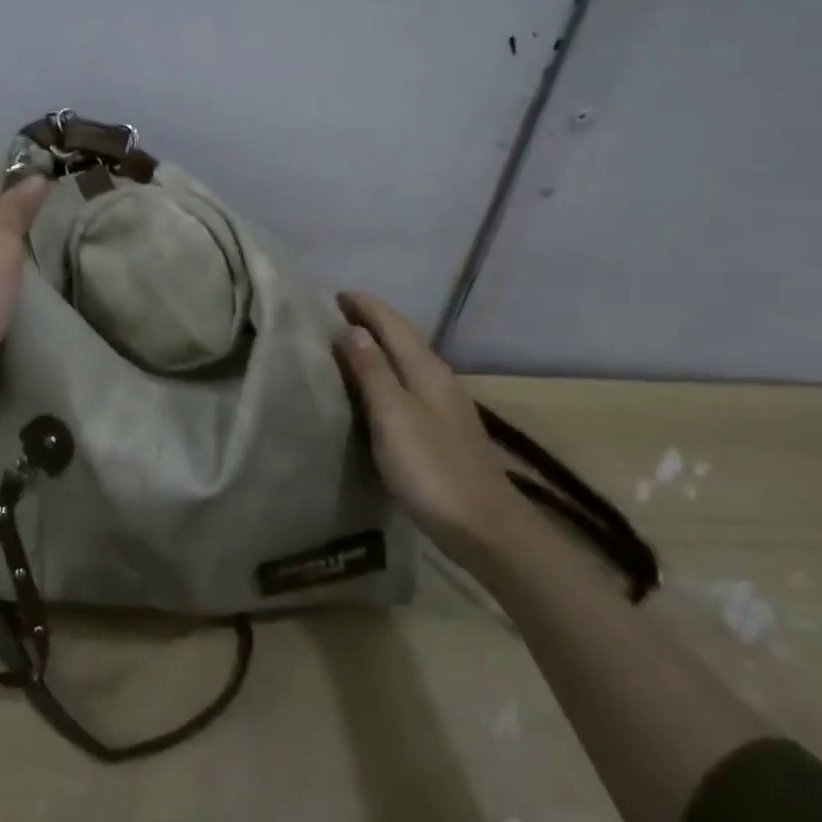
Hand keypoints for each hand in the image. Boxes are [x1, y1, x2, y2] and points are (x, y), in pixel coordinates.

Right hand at [333, 289, 524, 557]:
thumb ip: (372, 371)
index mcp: (426, 370)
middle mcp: (439, 380)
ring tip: (348, 345)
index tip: (336, 293)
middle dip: (372, 321)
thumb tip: (352, 328)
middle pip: (403, 339)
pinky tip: (376, 391)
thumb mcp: (393, 415)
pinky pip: (409, 386)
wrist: (485, 528)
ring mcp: (445, 407)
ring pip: (407, 362)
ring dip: (379, 349)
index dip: (365, 306)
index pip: (393, 324)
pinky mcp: (443, 432)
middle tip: (336, 313)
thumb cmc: (432, 468)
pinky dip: (387, 375)